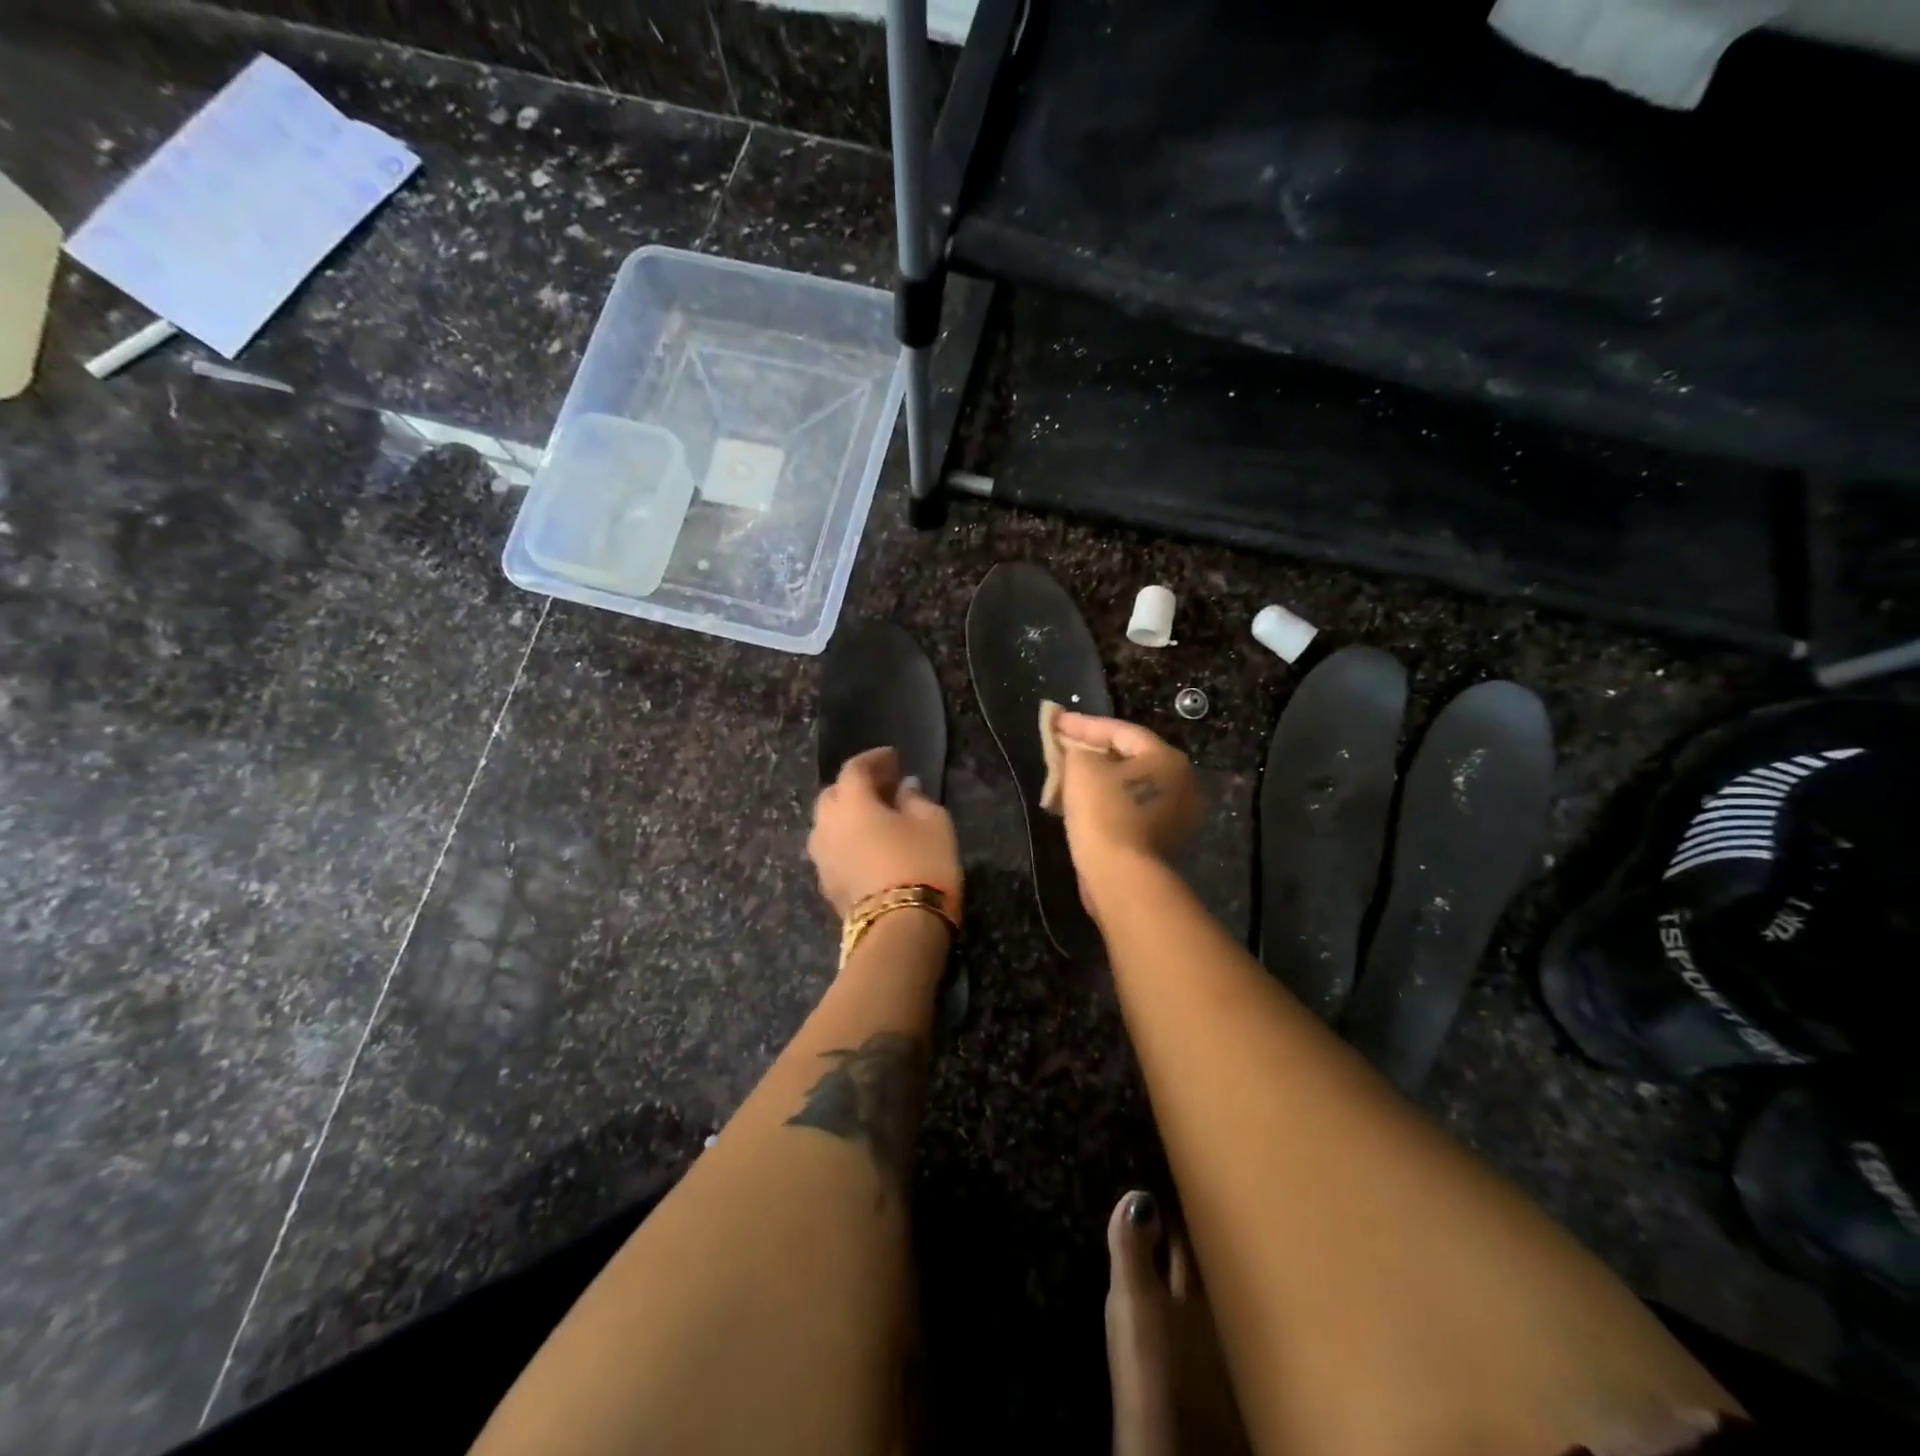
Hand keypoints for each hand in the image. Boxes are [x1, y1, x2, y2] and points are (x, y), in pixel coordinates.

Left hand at [809, 747, 963, 922]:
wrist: (901, 929)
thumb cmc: (922, 864)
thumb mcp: (934, 823)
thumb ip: (916, 799)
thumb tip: (904, 788)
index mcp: (850, 803)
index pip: (854, 768)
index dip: (874, 759)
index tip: (894, 758)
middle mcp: (826, 825)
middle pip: (833, 795)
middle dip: (855, 786)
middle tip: (883, 787)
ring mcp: (822, 858)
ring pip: (828, 824)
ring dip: (848, 815)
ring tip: (874, 818)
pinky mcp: (826, 885)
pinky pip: (832, 850)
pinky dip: (847, 841)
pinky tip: (867, 847)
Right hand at [1053, 713, 1199, 874]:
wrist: (1121, 877)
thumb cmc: (1104, 813)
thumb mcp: (1083, 768)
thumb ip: (1078, 750)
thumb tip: (1078, 753)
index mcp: (1167, 759)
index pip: (1121, 731)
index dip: (1083, 724)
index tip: (1055, 721)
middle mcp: (1180, 784)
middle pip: (1129, 758)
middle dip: (1093, 751)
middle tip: (1063, 746)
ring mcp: (1175, 816)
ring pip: (1128, 787)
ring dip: (1098, 780)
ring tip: (1066, 775)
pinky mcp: (1161, 842)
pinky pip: (1128, 811)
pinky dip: (1105, 803)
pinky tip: (1080, 804)